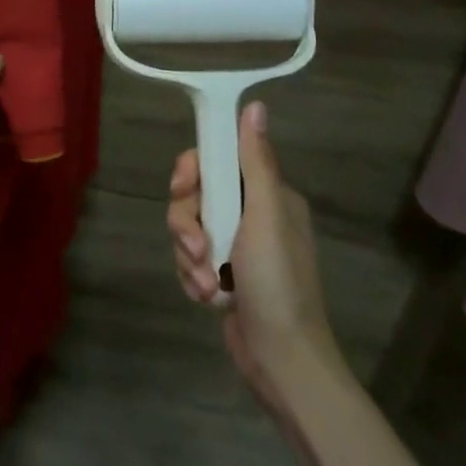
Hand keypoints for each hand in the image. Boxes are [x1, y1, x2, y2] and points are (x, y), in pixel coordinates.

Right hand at [166, 101, 347, 407]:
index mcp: (267, 195)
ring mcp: (236, 246)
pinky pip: (191, 259)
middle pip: (195, 195)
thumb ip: (256, 162)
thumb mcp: (267, 216)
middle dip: (188, 223)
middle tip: (197, 246)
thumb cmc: (278, 283)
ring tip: (209, 284)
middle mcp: (251, 215)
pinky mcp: (222, 275)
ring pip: (188, 229)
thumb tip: (256, 105)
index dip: (193, 171)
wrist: (282, 360)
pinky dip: (194, 277)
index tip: (183, 188)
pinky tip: (209, 298)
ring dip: (191, 257)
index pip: (217, 159)